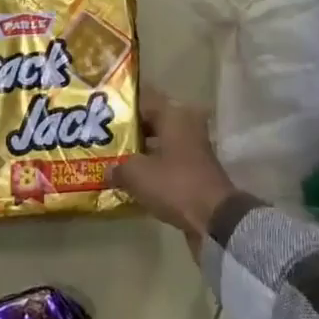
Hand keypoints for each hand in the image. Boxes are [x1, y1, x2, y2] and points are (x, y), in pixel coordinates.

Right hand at [109, 92, 236, 254]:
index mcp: (174, 115)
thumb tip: (107, 170)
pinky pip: (169, 163)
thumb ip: (118, 168)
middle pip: (153, 122)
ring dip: (141, 153)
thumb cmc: (175, 184)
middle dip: (130, 132)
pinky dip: (154, 169)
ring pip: (161, 144)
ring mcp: (194, 149)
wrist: (214, 218)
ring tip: (115, 162)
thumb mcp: (137, 174)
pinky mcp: (197, 171)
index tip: (103, 116)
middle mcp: (186, 125)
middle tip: (105, 140)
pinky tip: (134, 181)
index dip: (123, 108)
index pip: (144, 101)